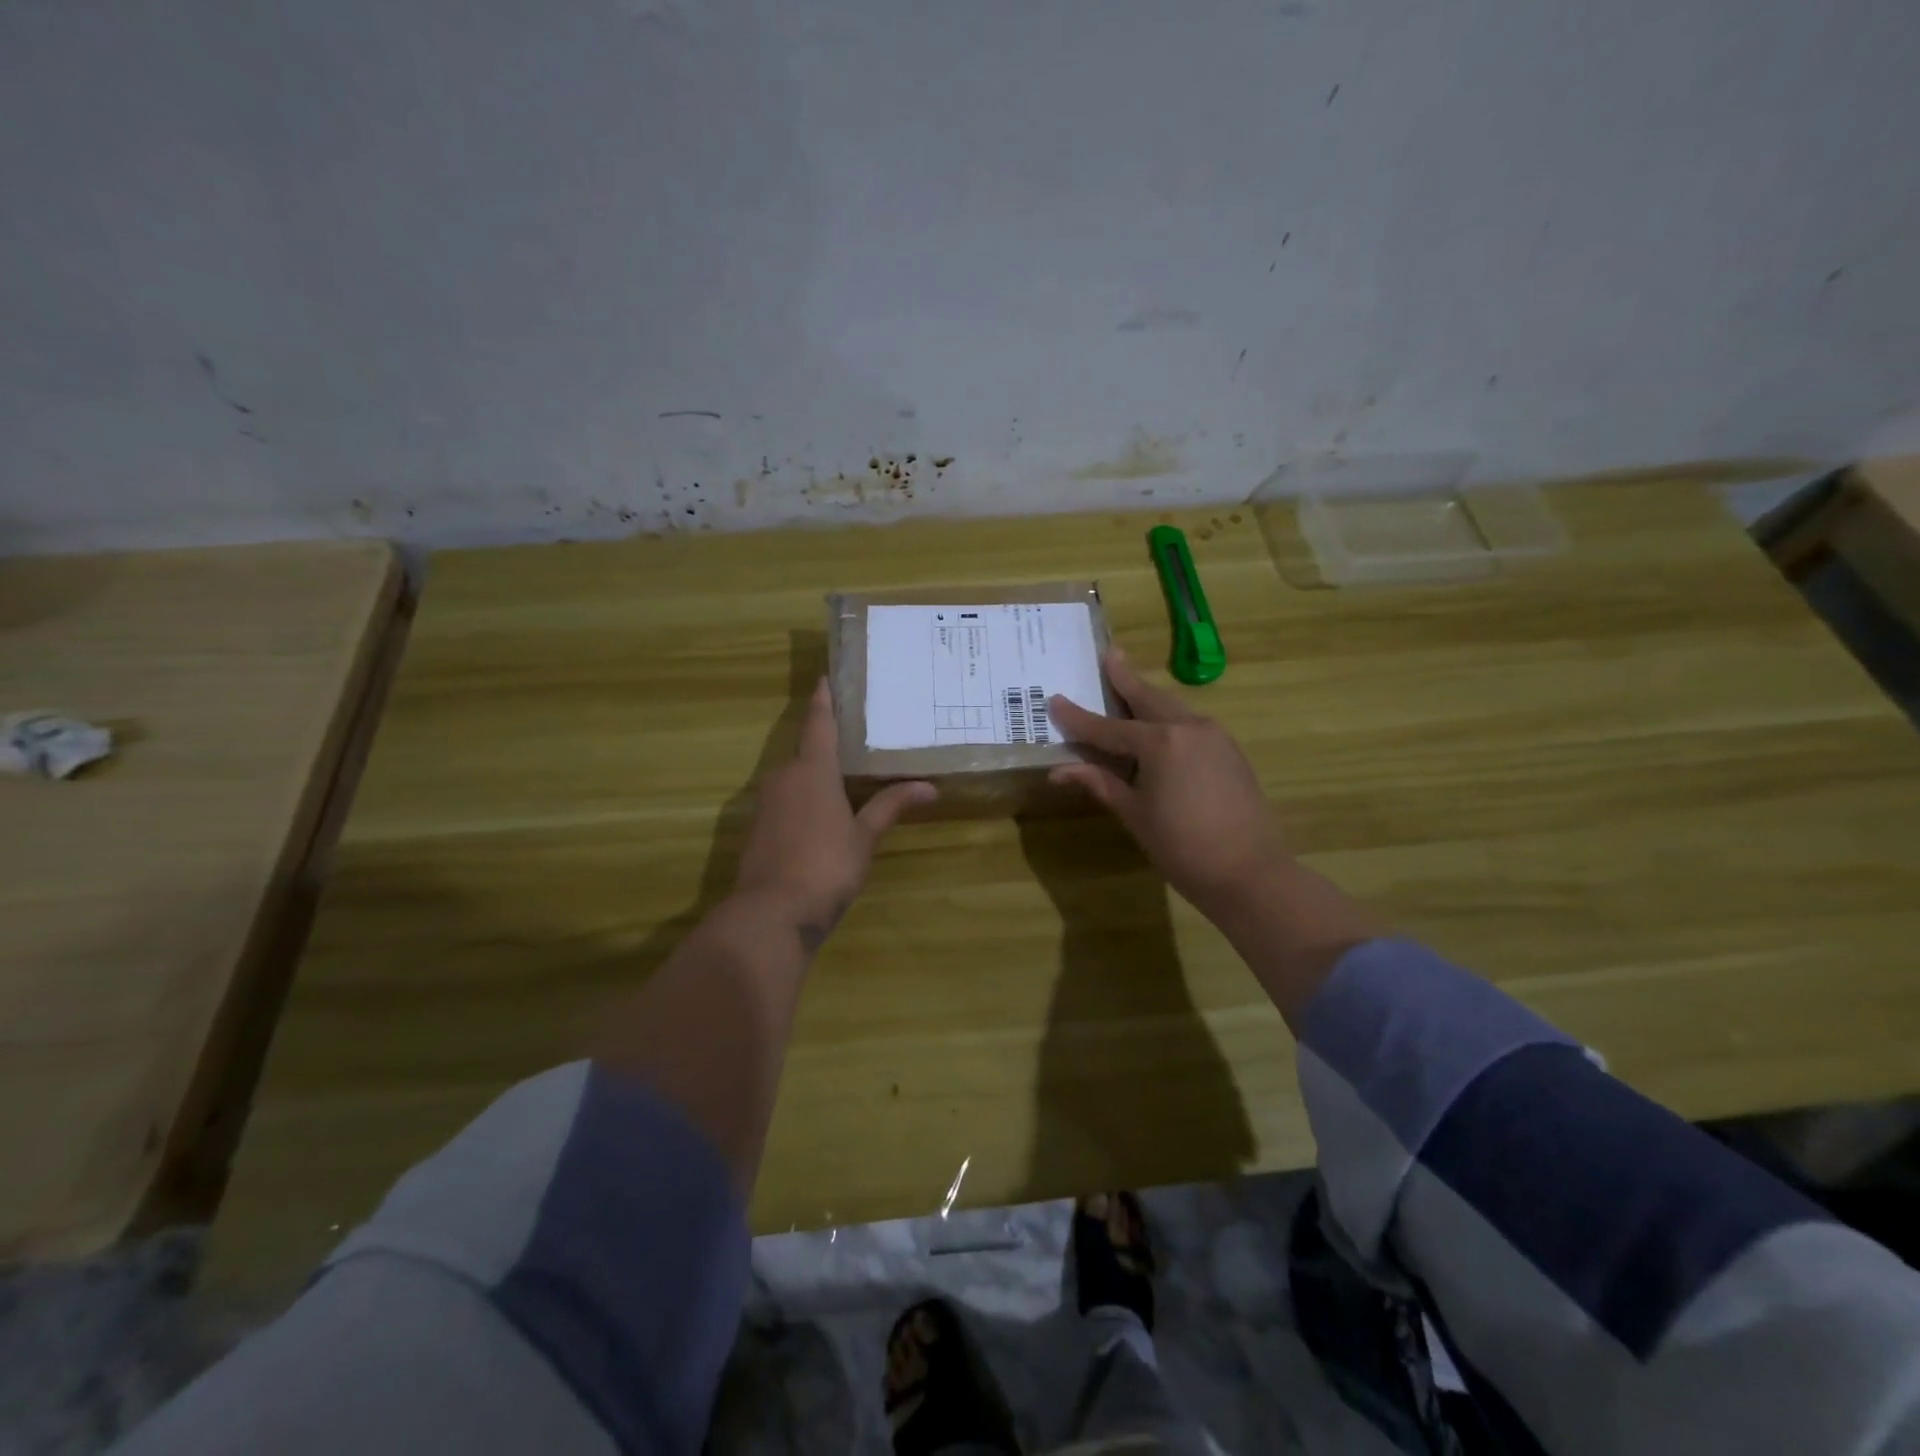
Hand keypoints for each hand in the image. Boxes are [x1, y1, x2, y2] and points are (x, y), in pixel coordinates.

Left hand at [734, 679, 934, 950]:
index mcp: (812, 770)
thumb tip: (929, 787)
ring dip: (814, 774)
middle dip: (826, 742)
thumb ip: (891, 807)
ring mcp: (765, 803)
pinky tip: (820, 814)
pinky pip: (783, 800)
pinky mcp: (756, 827)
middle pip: (806, 750)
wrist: (771, 914)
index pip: (818, 723)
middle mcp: (783, 777)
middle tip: (855, 736)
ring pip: (793, 777)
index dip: (824, 699)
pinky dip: (801, 799)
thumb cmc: (826, 866)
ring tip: (843, 775)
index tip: (825, 676)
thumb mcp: (864, 837)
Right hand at [1048, 648, 1289, 918]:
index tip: (1054, 700)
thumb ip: (1101, 784)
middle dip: (1126, 678)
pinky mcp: (1231, 752)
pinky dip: (1169, 718)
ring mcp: (1215, 737)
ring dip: (1149, 696)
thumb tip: (1060, 771)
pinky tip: (1160, 725)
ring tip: (1131, 683)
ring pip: (1174, 708)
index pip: (1108, 728)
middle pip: (1148, 698)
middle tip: (1110, 654)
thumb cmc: (1183, 848)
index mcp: (1160, 743)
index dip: (1078, 718)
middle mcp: (1189, 728)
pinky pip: (1192, 724)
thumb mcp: (1135, 815)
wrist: (1252, 874)